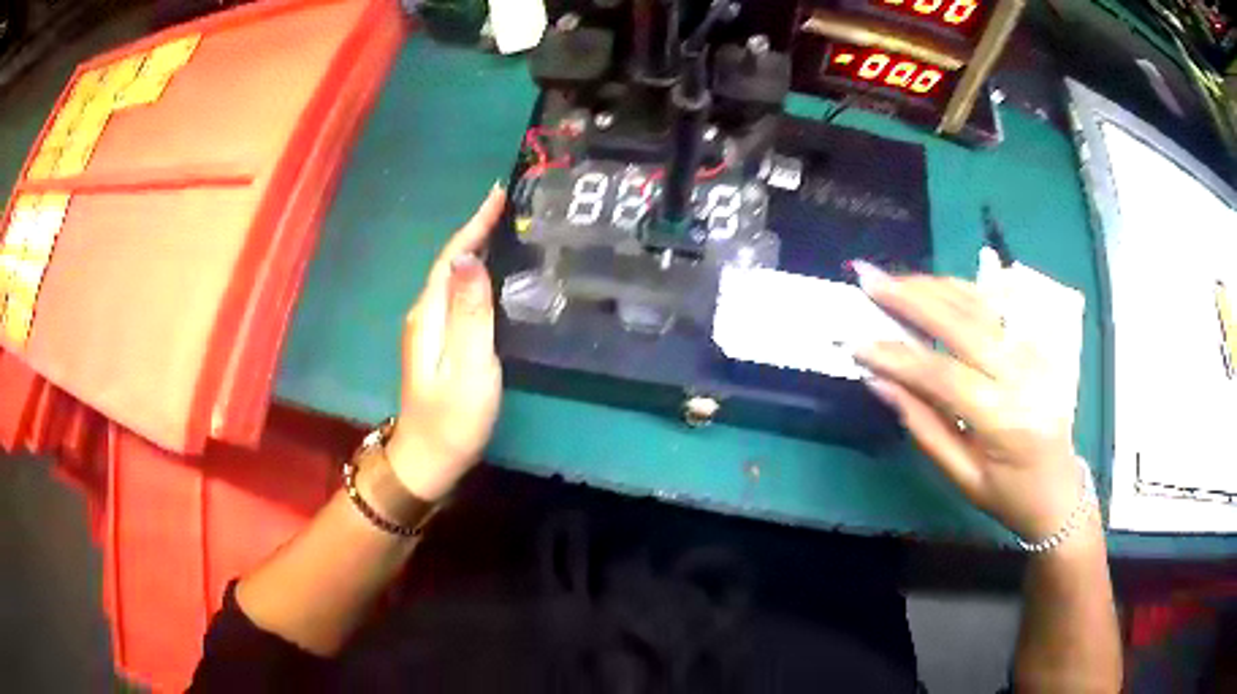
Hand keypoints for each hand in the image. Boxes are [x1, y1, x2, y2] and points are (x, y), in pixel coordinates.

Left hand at [385, 186, 505, 501]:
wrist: (428, 458)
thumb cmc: (453, 417)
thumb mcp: (468, 365)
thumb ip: (470, 312)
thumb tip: (471, 258)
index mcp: (430, 312)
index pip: (452, 255)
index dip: (475, 223)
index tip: (501, 193)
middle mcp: (425, 312)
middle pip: (451, 260)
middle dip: (478, 229)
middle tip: (514, 207)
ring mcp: (430, 328)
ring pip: (454, 276)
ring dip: (477, 249)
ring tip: (509, 230)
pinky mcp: (439, 341)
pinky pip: (458, 295)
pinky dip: (477, 275)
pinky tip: (496, 276)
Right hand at [852, 262, 1087, 542]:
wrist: (1061, 491)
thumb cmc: (1009, 496)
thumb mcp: (963, 476)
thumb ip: (924, 426)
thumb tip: (881, 383)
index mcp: (1005, 420)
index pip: (944, 376)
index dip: (899, 357)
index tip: (858, 342)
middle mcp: (1024, 376)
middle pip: (964, 324)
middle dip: (912, 299)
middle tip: (869, 279)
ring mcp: (1035, 353)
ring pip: (981, 306)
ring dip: (935, 287)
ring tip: (895, 278)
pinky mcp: (1038, 344)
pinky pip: (999, 306)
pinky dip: (965, 289)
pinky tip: (938, 283)